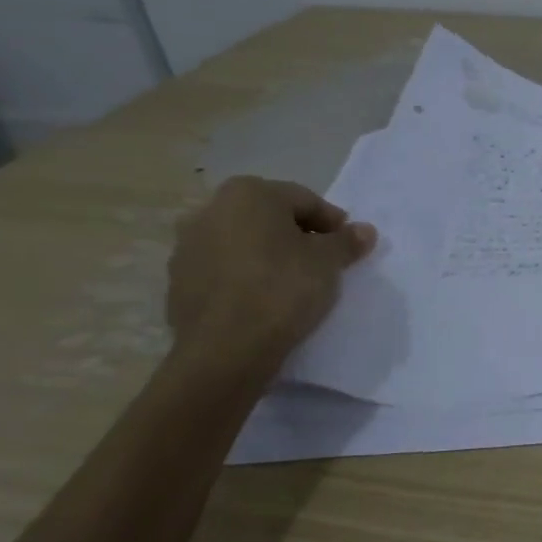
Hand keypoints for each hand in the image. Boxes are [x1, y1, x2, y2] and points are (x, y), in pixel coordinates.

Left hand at [166, 177, 376, 367]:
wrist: (226, 348)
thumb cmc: (283, 289)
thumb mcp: (329, 262)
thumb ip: (347, 241)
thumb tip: (364, 230)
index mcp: (248, 193)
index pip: (305, 200)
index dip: (332, 223)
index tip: (347, 246)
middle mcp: (210, 209)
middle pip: (269, 218)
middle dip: (297, 235)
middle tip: (323, 262)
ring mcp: (187, 246)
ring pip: (244, 243)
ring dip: (269, 255)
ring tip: (294, 283)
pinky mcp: (178, 282)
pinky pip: (224, 270)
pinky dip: (246, 277)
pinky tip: (265, 299)